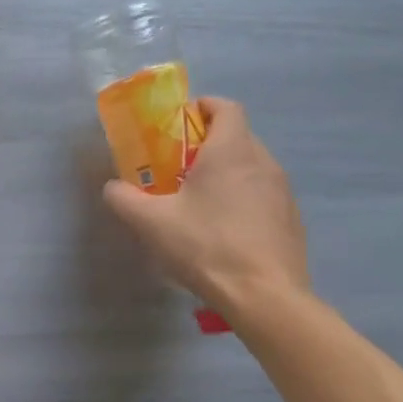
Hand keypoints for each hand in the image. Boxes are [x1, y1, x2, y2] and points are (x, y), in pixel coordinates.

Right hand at [103, 97, 310, 321]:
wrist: (264, 294)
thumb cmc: (205, 245)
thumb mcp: (151, 222)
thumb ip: (124, 199)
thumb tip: (112, 188)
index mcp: (231, 151)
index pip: (226, 107)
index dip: (203, 107)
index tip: (180, 122)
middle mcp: (263, 161)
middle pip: (237, 136)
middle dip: (207, 143)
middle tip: (177, 167)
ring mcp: (282, 191)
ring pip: (251, 166)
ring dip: (226, 172)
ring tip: (199, 200)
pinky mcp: (290, 218)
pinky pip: (263, 194)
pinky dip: (242, 198)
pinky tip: (223, 229)